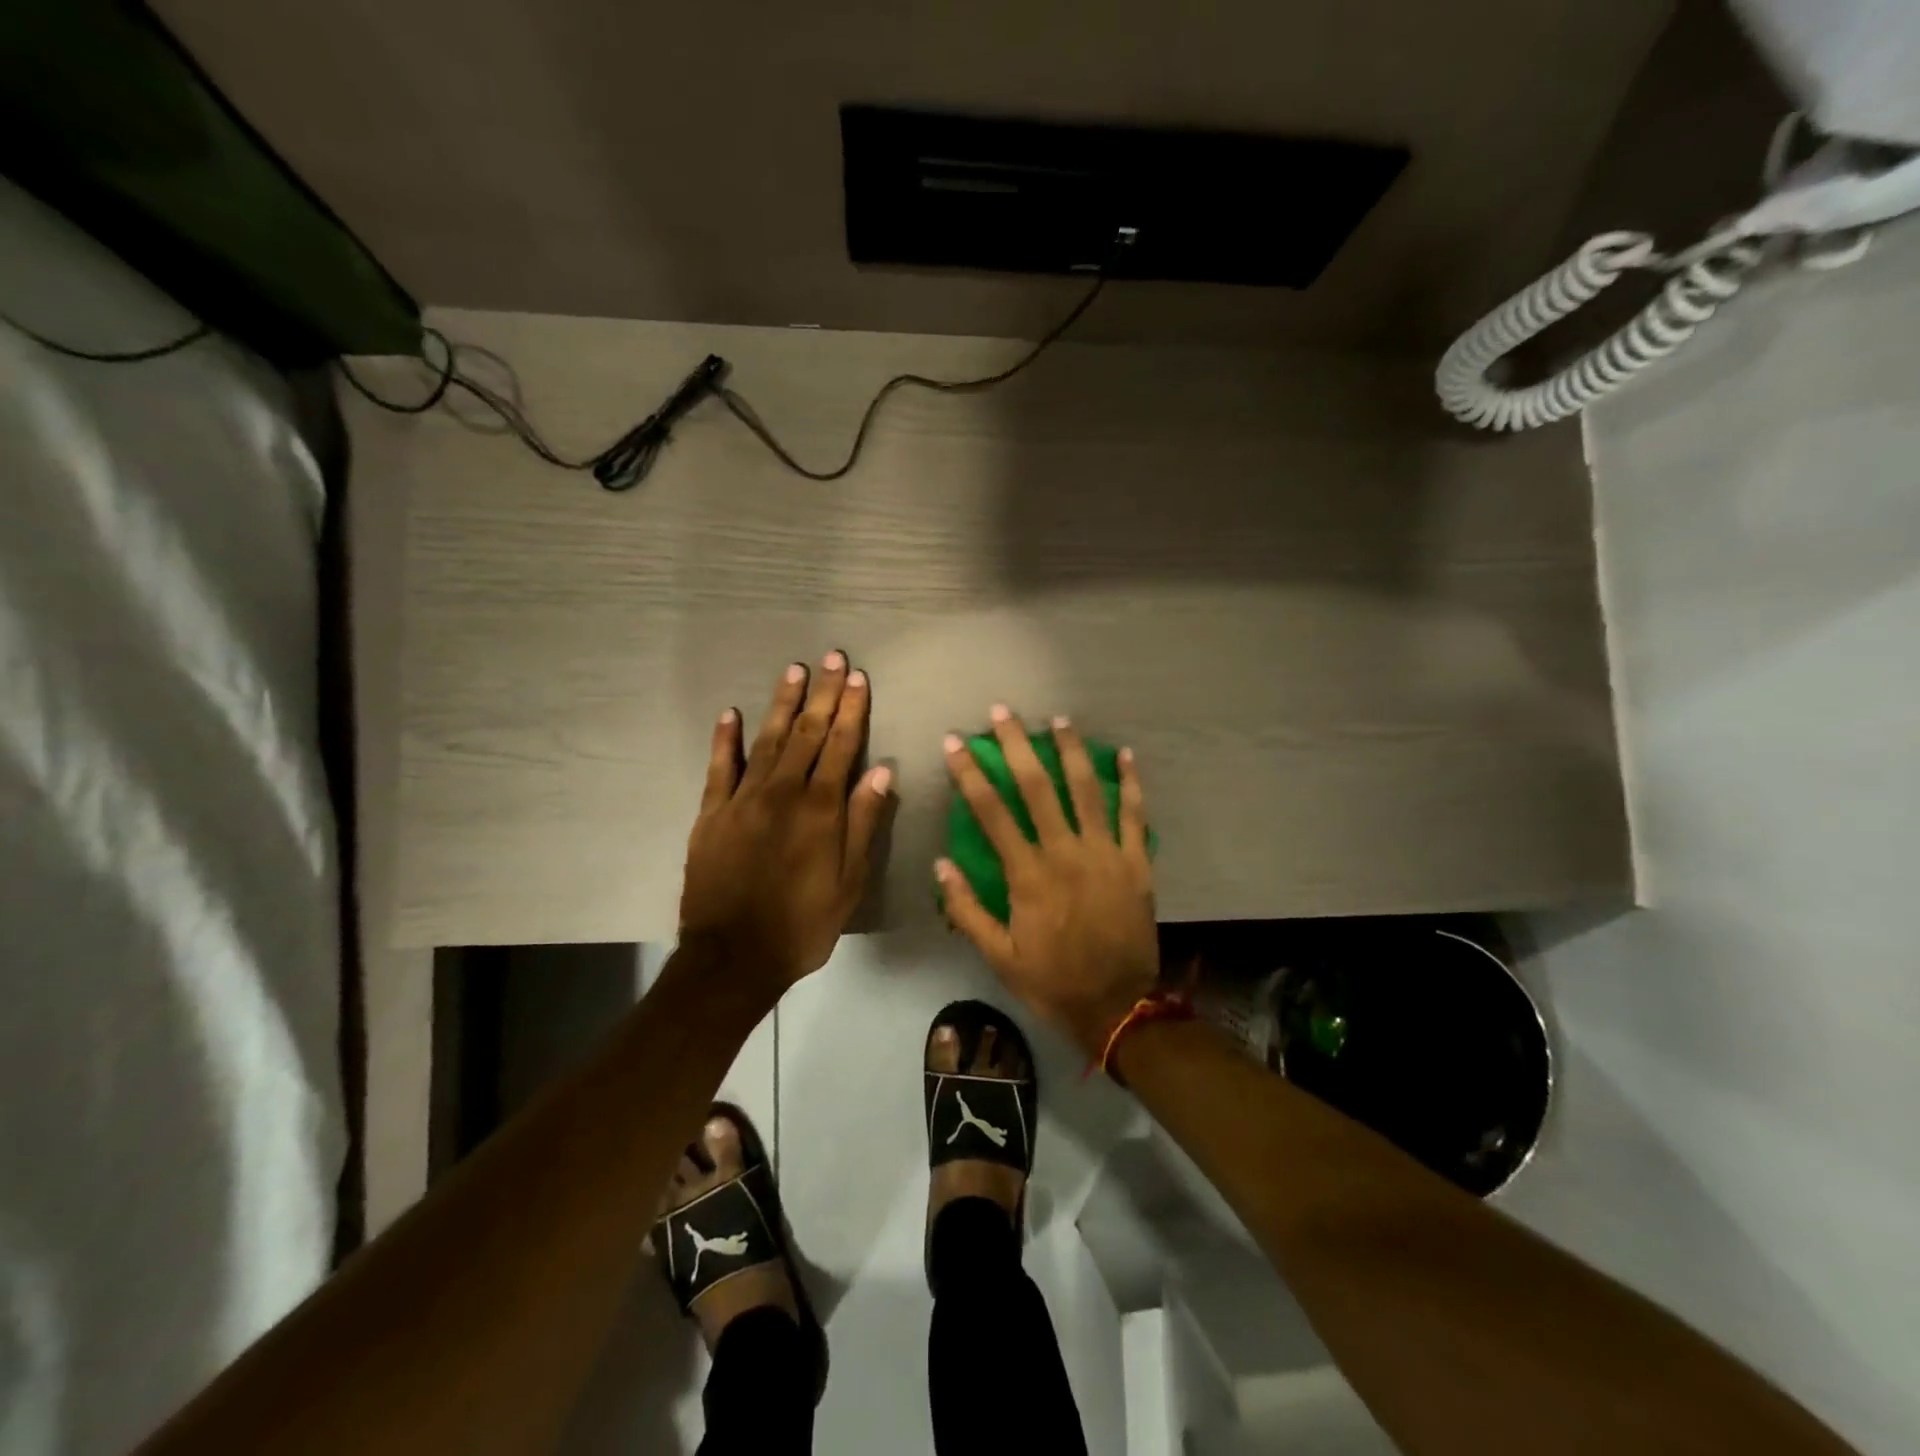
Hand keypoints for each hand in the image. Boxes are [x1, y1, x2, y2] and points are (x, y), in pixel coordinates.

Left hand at [681, 653, 893, 992]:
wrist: (733, 958)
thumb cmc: (803, 924)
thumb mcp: (849, 882)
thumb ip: (864, 823)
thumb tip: (880, 771)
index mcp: (820, 810)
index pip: (841, 746)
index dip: (852, 710)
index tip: (858, 677)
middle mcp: (782, 793)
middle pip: (807, 734)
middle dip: (823, 694)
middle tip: (832, 657)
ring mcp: (742, 800)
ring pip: (767, 740)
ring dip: (783, 704)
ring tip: (795, 671)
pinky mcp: (711, 814)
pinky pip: (718, 768)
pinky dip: (724, 739)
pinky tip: (730, 713)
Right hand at [937, 707, 1158, 1054]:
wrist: (1117, 1006)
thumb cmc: (1052, 980)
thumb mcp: (998, 956)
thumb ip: (967, 910)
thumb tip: (941, 864)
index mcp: (1028, 874)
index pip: (991, 811)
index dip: (970, 773)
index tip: (955, 742)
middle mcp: (1065, 852)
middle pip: (1038, 787)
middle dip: (1018, 744)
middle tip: (1003, 711)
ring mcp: (1106, 854)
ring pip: (1087, 790)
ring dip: (1071, 751)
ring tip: (1058, 720)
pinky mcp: (1137, 863)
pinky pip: (1135, 815)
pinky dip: (1131, 783)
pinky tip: (1124, 754)